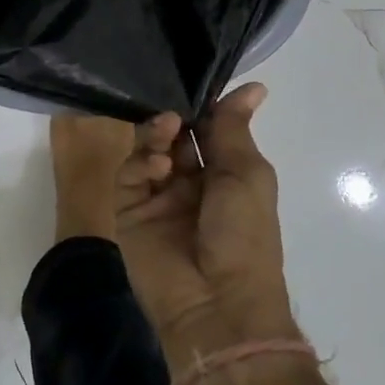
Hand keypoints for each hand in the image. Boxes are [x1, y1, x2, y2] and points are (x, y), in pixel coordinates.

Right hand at [114, 83, 301, 373]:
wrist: (217, 303)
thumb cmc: (244, 234)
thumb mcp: (246, 174)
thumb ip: (234, 129)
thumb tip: (254, 87)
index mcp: (226, 175)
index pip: (208, 130)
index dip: (202, 108)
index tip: (193, 81)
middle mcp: (192, 183)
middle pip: (175, 137)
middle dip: (176, 118)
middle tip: (174, 109)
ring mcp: (159, 198)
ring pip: (149, 151)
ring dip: (157, 135)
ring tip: (166, 129)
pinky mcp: (130, 212)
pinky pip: (129, 177)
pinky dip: (141, 164)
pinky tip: (157, 168)